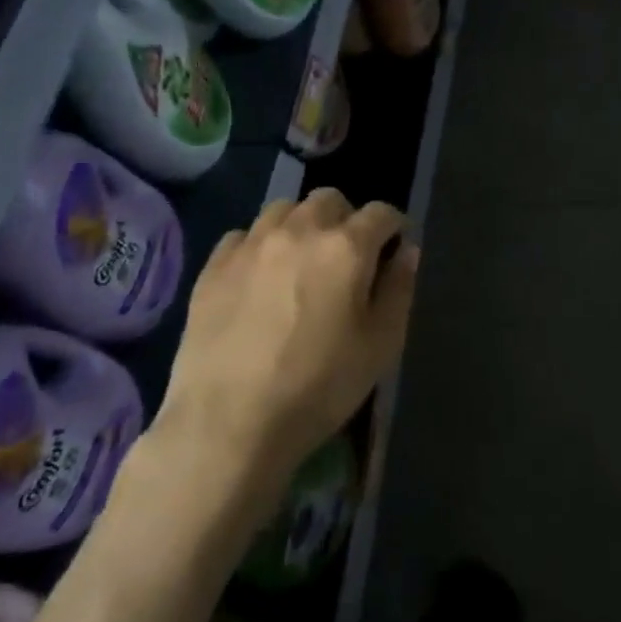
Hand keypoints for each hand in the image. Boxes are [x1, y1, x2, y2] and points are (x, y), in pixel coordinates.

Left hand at [151, 189, 418, 489]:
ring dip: (303, 225)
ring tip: (303, 261)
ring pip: (284, 209)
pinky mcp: (213, 266)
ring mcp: (251, 244)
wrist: (229, 421)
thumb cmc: (319, 386)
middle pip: (330, 200)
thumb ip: (399, 289)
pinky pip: (245, 234)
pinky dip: (262, 244)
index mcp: (346, 247)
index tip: (394, 248)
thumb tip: (407, 251)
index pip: (381, 213)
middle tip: (348, 257)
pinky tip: (262, 278)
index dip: (394, 227)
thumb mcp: (381, 345)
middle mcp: (299, 231)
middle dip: (347, 218)